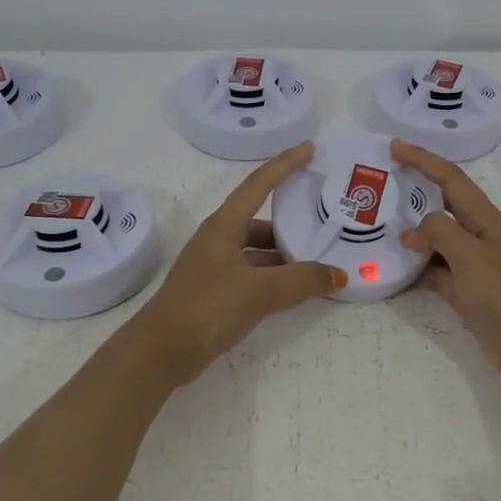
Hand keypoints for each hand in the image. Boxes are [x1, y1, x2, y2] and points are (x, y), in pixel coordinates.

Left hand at [128, 143, 346, 385]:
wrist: (161, 352)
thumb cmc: (207, 308)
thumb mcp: (260, 291)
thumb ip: (302, 281)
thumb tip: (339, 275)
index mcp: (224, 227)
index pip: (258, 185)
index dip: (285, 165)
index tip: (310, 148)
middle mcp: (218, 241)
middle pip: (260, 222)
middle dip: (291, 226)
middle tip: (324, 227)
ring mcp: (214, 268)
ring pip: (257, 253)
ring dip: (284, 257)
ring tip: (317, 266)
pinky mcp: (214, 293)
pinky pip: (253, 276)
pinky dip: (274, 279)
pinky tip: (294, 292)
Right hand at [393, 140, 500, 387]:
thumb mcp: (472, 256)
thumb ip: (440, 233)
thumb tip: (410, 232)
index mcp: (485, 219)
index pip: (451, 179)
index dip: (423, 160)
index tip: (394, 147)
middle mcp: (478, 236)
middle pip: (440, 206)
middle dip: (413, 192)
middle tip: (378, 185)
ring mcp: (471, 265)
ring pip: (434, 241)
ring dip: (409, 234)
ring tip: (374, 227)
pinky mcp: (464, 292)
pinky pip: (432, 272)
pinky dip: (413, 269)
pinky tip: (390, 269)